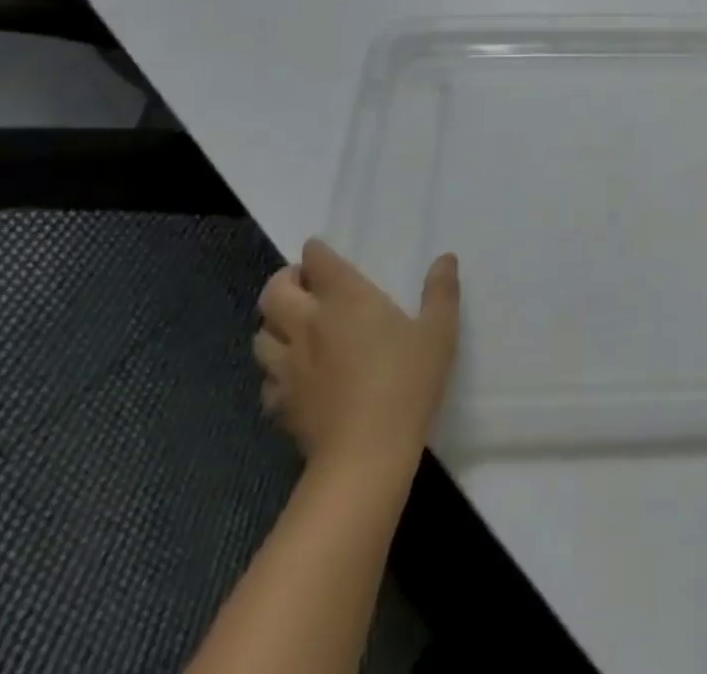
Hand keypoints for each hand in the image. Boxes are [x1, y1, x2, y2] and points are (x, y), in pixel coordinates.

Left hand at [254, 239, 459, 478]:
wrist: (365, 454)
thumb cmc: (406, 382)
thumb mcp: (438, 332)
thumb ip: (441, 291)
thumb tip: (445, 258)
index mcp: (345, 299)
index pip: (317, 260)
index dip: (317, 252)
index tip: (323, 251)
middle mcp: (308, 324)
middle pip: (273, 292)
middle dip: (284, 281)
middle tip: (305, 285)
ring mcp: (287, 366)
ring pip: (260, 334)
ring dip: (274, 324)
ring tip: (295, 326)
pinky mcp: (280, 403)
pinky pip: (267, 378)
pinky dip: (276, 369)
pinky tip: (296, 376)